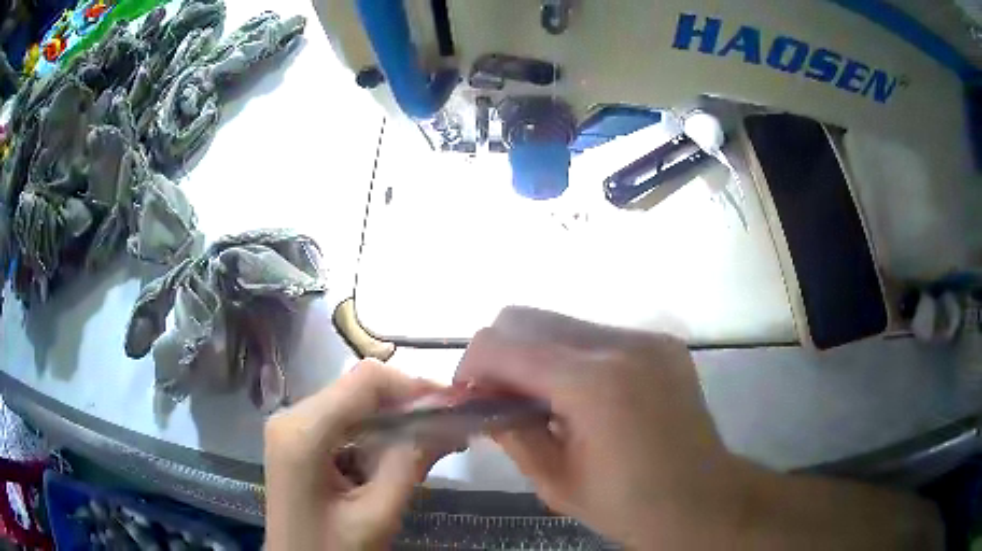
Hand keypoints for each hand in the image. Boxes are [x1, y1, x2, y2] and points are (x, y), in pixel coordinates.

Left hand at [264, 360, 445, 549]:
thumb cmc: (332, 549)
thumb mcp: (377, 514)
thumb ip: (408, 464)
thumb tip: (447, 423)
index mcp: (303, 433)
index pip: (364, 381)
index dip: (413, 386)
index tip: (451, 407)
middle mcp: (290, 417)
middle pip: (357, 389)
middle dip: (406, 406)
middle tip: (448, 429)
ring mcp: (291, 427)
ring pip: (353, 404)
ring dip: (393, 421)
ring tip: (431, 444)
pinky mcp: (297, 439)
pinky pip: (343, 422)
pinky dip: (375, 433)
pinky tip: (397, 456)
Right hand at [455, 307, 748, 547]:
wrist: (704, 500)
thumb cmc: (629, 505)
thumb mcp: (554, 482)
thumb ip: (511, 431)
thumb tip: (481, 400)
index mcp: (591, 384)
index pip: (500, 343)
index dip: (471, 367)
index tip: (470, 398)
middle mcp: (620, 344)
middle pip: (526, 316)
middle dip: (501, 354)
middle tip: (504, 398)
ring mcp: (646, 338)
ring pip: (561, 322)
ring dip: (538, 354)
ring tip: (547, 400)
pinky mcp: (661, 343)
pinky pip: (597, 335)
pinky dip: (573, 357)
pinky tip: (586, 397)